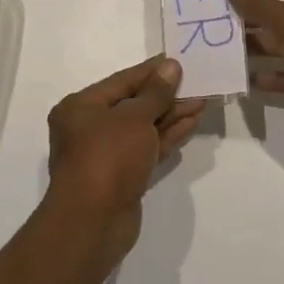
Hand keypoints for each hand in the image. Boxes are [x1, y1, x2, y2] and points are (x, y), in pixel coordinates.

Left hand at [44, 56, 205, 264]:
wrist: (93, 223)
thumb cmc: (108, 157)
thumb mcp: (134, 118)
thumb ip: (156, 93)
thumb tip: (171, 67)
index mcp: (81, 107)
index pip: (122, 80)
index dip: (152, 70)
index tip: (179, 60)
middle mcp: (89, 128)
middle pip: (133, 104)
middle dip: (166, 94)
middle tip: (197, 82)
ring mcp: (107, 154)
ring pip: (143, 128)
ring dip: (171, 115)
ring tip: (202, 101)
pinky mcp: (122, 177)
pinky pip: (147, 148)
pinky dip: (167, 136)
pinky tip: (191, 123)